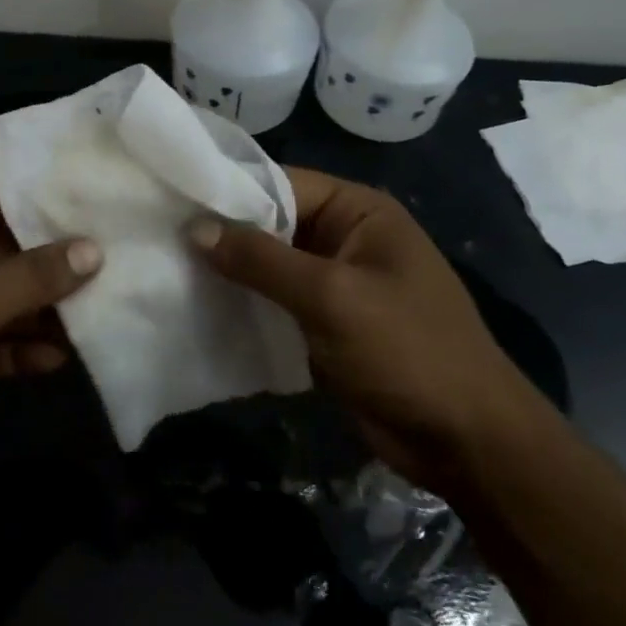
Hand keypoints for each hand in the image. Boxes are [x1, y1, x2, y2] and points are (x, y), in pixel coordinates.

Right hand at [191, 168, 528, 492]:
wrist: (467, 442)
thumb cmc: (407, 350)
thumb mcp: (332, 297)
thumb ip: (262, 260)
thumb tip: (195, 227)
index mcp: (359, 211)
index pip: (282, 183)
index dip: (229, 190)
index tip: (172, 197)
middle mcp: (346, 237)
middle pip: (273, 224)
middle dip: (224, 234)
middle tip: (159, 236)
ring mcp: (336, 284)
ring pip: (270, 267)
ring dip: (230, 272)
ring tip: (167, 269)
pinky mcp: (327, 325)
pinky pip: (277, 304)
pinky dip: (245, 305)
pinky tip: (199, 309)